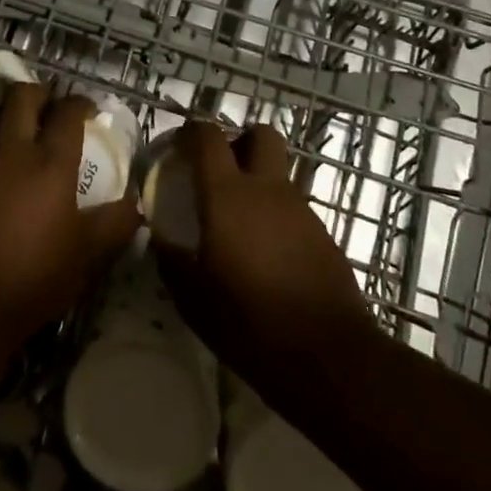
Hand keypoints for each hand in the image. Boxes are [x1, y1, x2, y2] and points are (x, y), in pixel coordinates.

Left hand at [0, 84, 140, 350]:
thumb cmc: (35, 277)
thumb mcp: (88, 255)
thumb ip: (116, 223)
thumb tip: (138, 204)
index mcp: (51, 163)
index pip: (68, 111)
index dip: (80, 103)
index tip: (87, 111)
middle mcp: (12, 150)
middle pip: (22, 95)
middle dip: (39, 94)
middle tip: (48, 109)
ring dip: (3, 110)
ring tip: (12, 124)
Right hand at [154, 121, 377, 408]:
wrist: (330, 357)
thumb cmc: (251, 323)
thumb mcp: (194, 300)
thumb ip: (172, 261)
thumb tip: (160, 238)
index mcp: (228, 195)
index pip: (209, 137)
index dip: (191, 133)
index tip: (178, 148)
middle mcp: (267, 189)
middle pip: (260, 135)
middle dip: (239, 141)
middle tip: (219, 171)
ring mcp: (300, 209)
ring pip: (277, 173)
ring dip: (257, 182)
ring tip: (238, 223)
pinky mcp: (322, 233)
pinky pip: (292, 206)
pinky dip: (275, 215)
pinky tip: (265, 253)